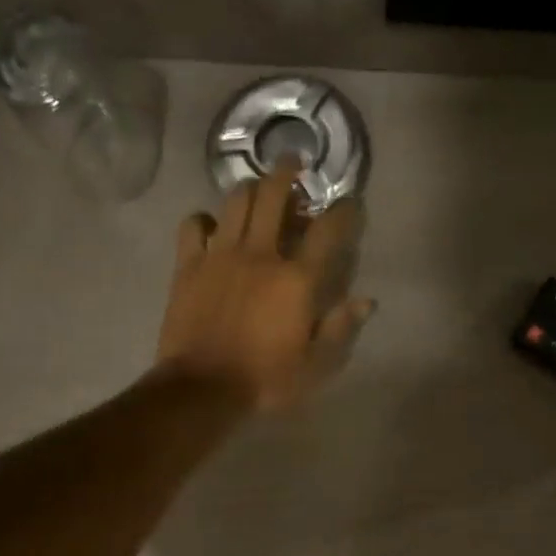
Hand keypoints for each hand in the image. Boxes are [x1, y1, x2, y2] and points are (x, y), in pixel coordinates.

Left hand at [156, 158, 373, 412]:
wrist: (202, 390)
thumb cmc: (265, 381)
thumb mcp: (315, 366)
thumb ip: (341, 329)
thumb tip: (366, 300)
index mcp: (297, 279)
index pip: (328, 230)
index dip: (344, 210)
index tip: (351, 202)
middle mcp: (260, 254)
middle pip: (274, 195)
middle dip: (288, 172)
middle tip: (294, 165)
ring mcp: (221, 255)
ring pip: (236, 200)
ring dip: (250, 189)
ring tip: (257, 190)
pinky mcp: (189, 265)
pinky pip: (193, 225)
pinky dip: (204, 219)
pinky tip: (212, 227)